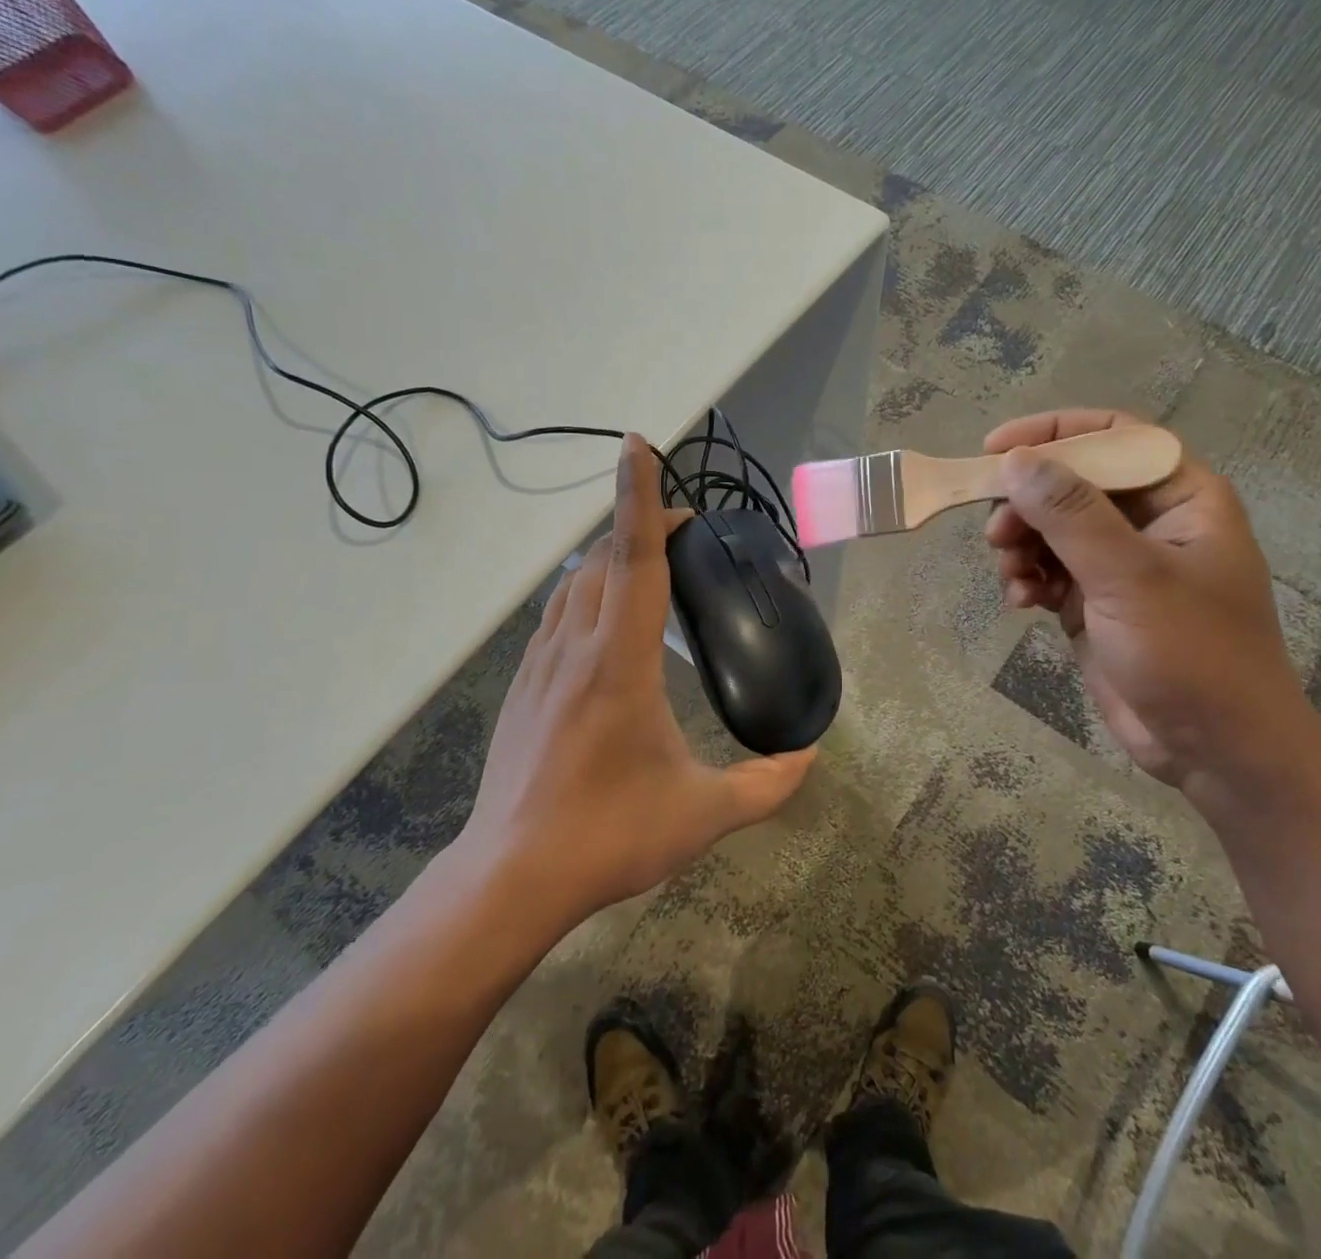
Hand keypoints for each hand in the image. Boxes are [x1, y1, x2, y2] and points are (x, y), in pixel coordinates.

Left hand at [459, 433, 813, 925]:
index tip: (640, 445)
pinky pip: (557, 613)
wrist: (510, 876)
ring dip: (610, 556)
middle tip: (685, 534)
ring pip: (574, 581)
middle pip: (602, 557)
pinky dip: (585, 591)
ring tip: (649, 565)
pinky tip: (604, 620)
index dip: (639, 496)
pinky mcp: (522, 685)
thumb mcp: (700, 814)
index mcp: (618, 660)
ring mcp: (540, 663)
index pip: (632, 558)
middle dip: (638, 524)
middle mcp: (575, 646)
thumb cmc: (608, 835)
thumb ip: (765, 786)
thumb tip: (810, 759)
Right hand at [984, 409, 1320, 789]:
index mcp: (1181, 498)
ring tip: (1011, 575)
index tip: (995, 449)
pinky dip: (1028, 579)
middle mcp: (1150, 522)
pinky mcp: (1095, 602)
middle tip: (996, 532)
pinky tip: (1021, 603)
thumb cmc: (1193, 655)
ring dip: (1021, 545)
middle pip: (1071, 483)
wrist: (1216, 752)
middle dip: (1027, 504)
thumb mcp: (1131, 577)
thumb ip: (1071, 515)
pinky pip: (1048, 570)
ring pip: (1051, 528)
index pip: (1114, 437)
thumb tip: (1014, 461)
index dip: (1054, 433)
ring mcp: (1120, 564)